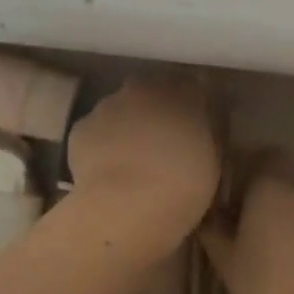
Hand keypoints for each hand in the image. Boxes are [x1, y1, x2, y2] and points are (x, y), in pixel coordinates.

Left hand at [65, 77, 219, 256]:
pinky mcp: (81, 127)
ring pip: (119, 108)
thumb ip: (205, 135)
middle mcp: (144, 89)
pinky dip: (100, 143)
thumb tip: (199, 129)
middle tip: (160, 139)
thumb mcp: (212, 161)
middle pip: (150, 90)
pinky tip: (106, 169)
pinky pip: (94, 130)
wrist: (127, 206)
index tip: (193, 123)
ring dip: (125, 124)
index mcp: (184, 94)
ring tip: (130, 158)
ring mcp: (108, 105)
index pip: (191, 86)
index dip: (191, 104)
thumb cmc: (183, 186)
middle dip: (154, 108)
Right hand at [199, 160, 293, 293]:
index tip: (238, 192)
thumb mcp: (227, 263)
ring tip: (282, 250)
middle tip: (255, 224)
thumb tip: (209, 216)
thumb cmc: (266, 290)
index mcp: (272, 188)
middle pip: (289, 179)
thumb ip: (215, 231)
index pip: (265, 155)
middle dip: (273, 194)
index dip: (252, 167)